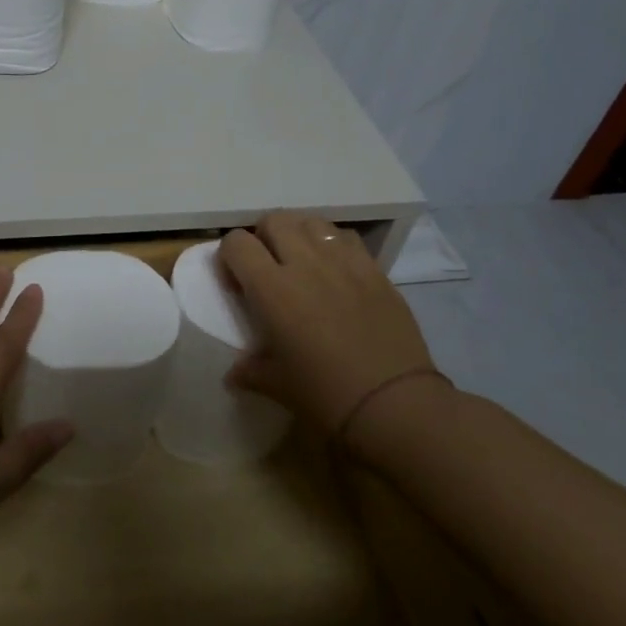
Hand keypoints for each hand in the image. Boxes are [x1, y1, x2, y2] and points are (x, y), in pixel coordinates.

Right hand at [217, 212, 442, 448]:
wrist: (395, 404)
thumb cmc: (326, 395)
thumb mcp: (277, 385)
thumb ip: (250, 370)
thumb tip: (234, 374)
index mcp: (272, 288)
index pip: (236, 243)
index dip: (229, 257)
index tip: (237, 285)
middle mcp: (305, 263)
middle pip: (273, 220)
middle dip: (263, 237)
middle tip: (268, 268)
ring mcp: (343, 262)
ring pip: (311, 222)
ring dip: (298, 235)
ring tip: (301, 262)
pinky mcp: (374, 270)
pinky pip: (346, 238)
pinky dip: (333, 245)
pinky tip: (335, 271)